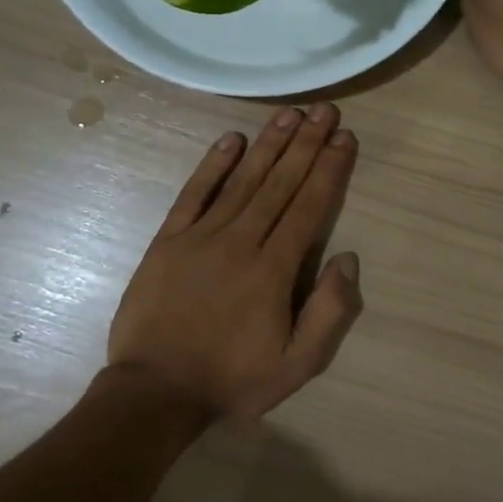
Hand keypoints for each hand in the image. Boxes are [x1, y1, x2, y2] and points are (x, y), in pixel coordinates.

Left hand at [108, 104, 362, 422]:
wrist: (155, 392)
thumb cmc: (233, 379)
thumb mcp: (298, 365)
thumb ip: (329, 312)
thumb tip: (347, 258)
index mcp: (274, 269)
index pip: (309, 207)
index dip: (329, 169)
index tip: (344, 138)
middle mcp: (241, 241)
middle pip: (280, 183)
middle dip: (306, 144)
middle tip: (324, 109)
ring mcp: (200, 237)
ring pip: (242, 181)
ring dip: (268, 145)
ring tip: (289, 114)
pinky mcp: (168, 241)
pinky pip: (193, 194)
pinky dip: (212, 165)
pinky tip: (231, 140)